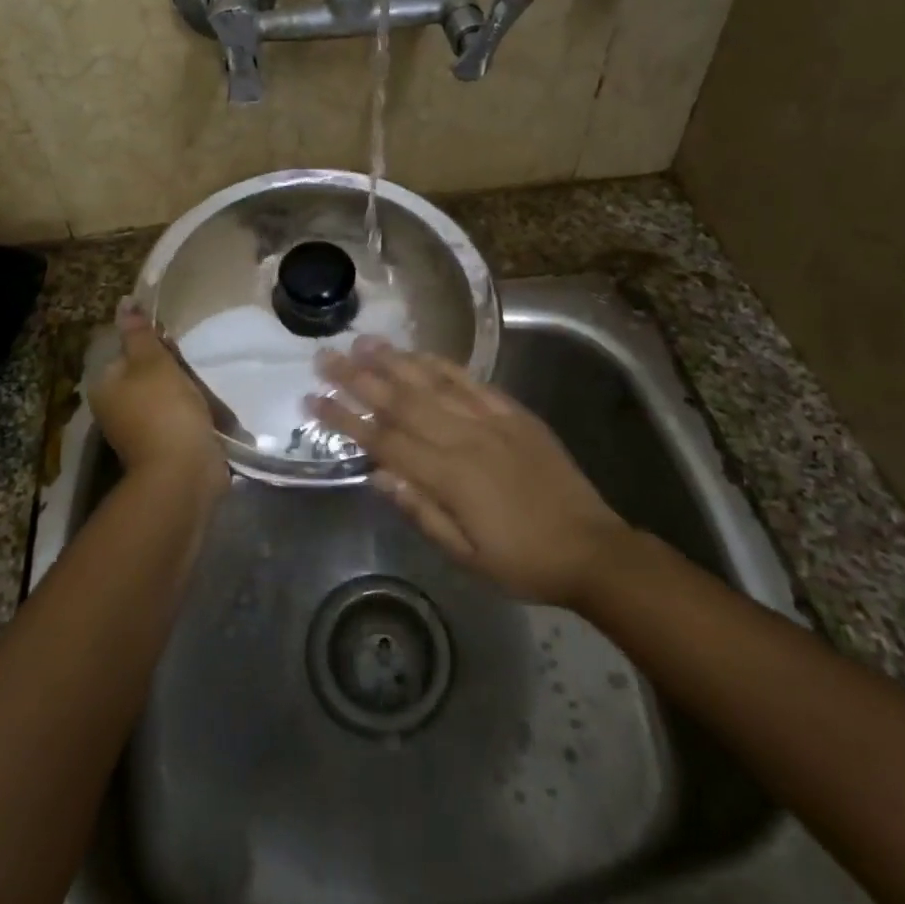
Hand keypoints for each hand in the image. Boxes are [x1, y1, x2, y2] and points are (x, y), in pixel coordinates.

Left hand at [91, 301, 225, 492]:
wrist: (184, 472)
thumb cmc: (164, 409)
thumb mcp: (152, 361)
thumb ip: (139, 332)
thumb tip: (124, 302)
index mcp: (105, 387)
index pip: (125, 351)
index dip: (151, 343)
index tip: (174, 344)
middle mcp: (115, 409)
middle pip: (144, 374)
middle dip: (170, 368)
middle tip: (191, 367)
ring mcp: (139, 431)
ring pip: (163, 396)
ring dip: (184, 390)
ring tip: (205, 387)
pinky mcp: (164, 446)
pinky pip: (178, 418)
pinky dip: (192, 412)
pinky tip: (208, 410)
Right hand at [312, 338, 632, 606]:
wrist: (591, 548)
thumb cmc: (522, 562)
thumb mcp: (465, 555)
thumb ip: (420, 510)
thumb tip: (377, 474)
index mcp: (449, 477)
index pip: (384, 440)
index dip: (345, 419)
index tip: (313, 400)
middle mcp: (464, 438)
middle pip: (401, 401)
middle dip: (358, 378)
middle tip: (325, 356)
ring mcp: (491, 419)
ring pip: (432, 382)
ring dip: (393, 360)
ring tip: (362, 341)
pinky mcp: (513, 412)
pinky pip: (471, 381)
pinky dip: (441, 364)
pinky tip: (417, 353)